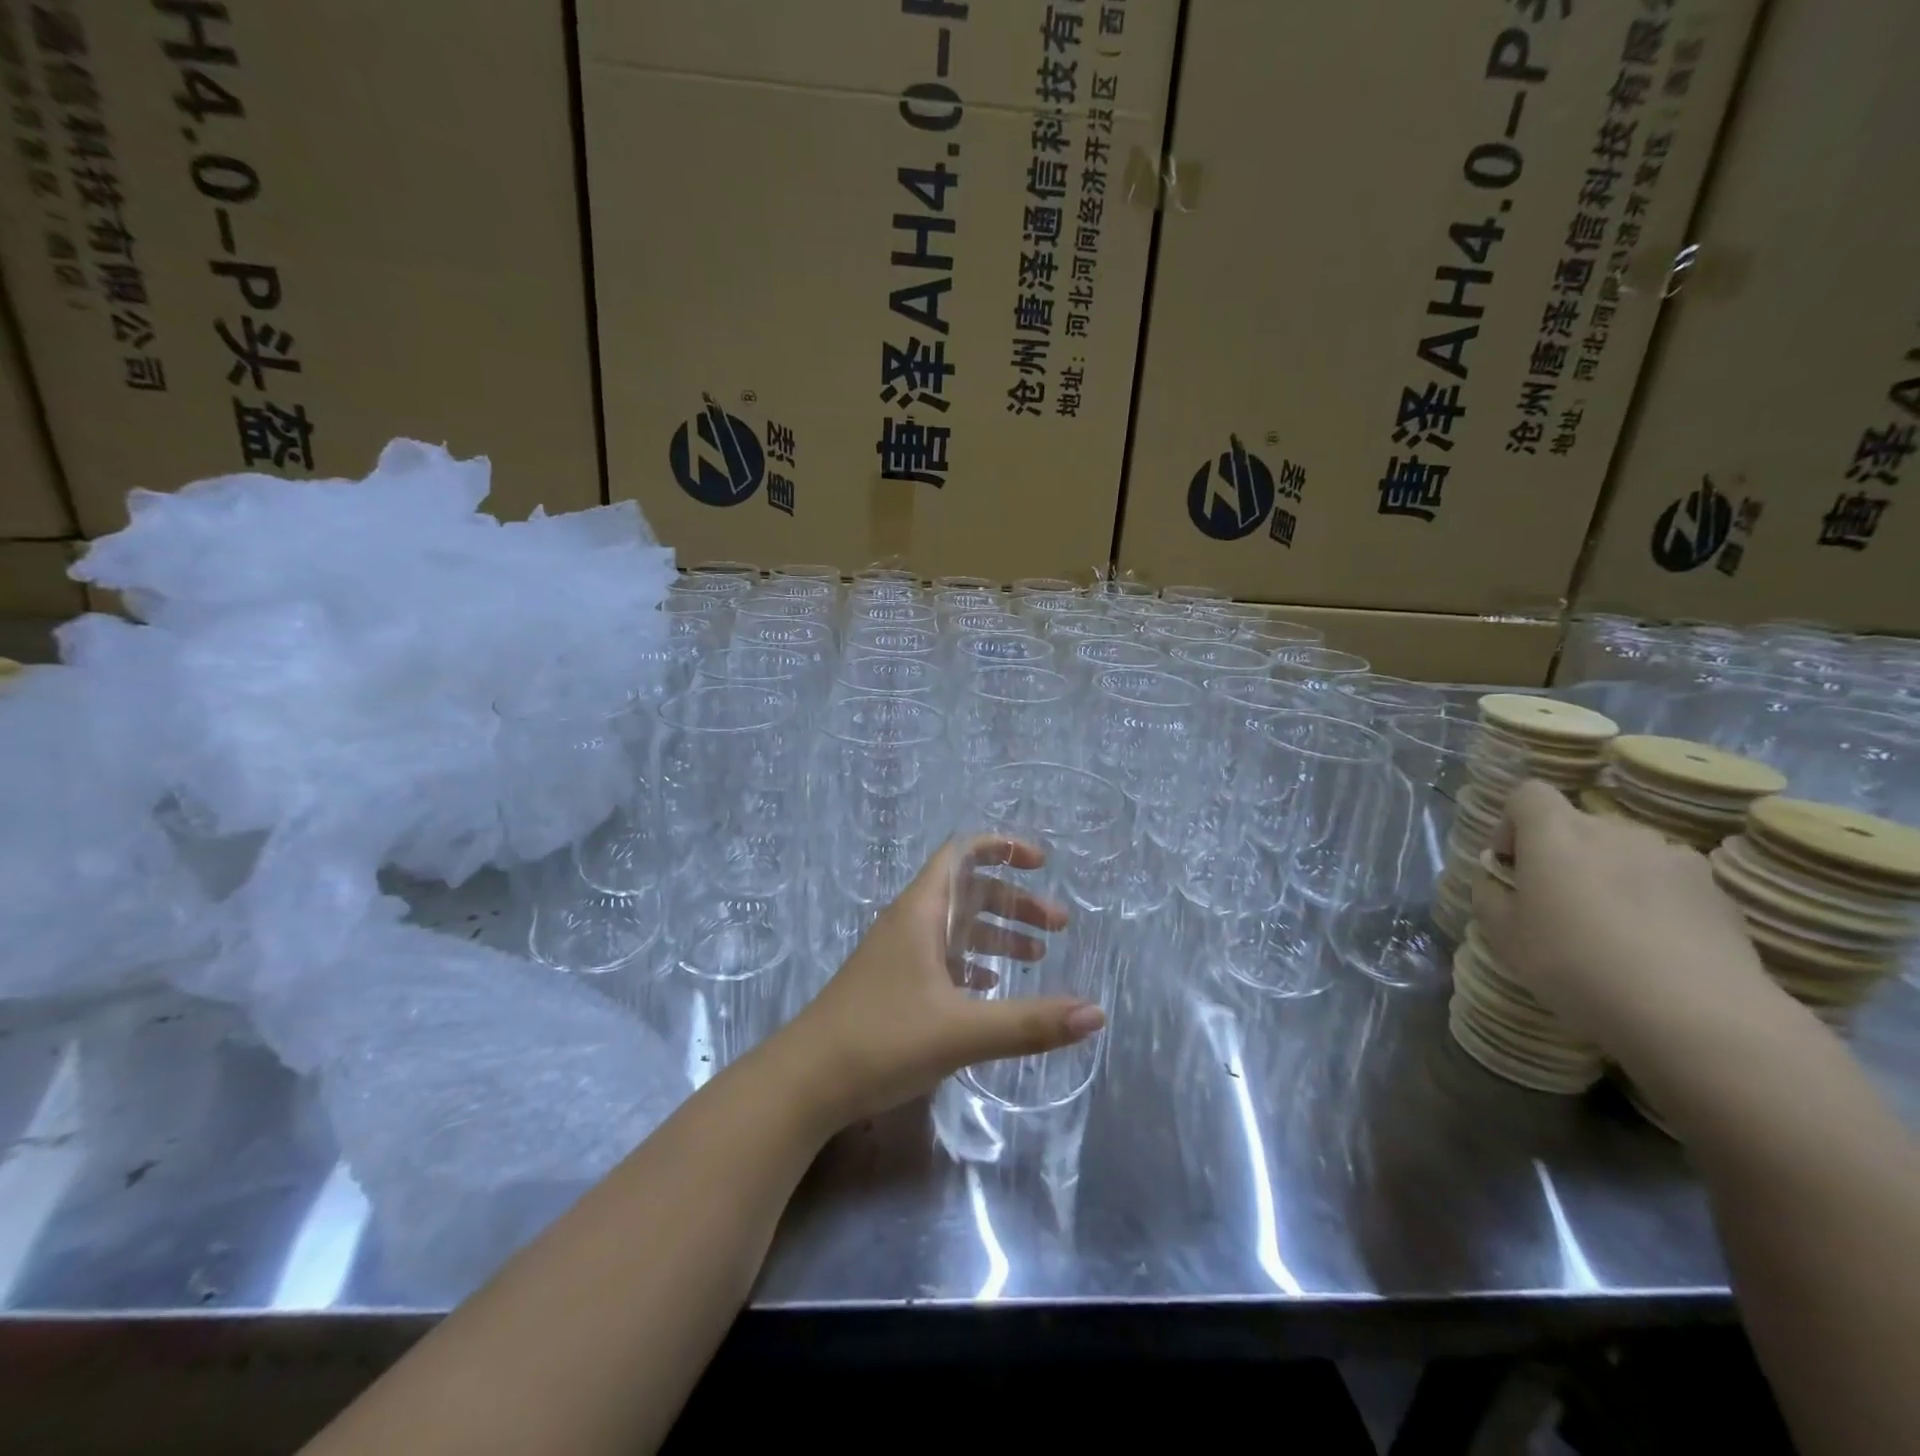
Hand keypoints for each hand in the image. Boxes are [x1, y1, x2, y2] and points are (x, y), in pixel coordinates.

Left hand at [788, 836, 1106, 1125]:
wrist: (805, 1082)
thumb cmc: (882, 1040)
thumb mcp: (962, 1031)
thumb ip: (1030, 1023)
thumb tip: (1096, 1013)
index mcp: (921, 912)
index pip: (962, 854)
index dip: (1002, 848)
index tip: (1042, 863)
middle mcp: (909, 923)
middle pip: (968, 892)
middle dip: (1014, 903)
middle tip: (1058, 927)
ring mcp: (897, 955)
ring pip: (956, 928)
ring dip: (996, 935)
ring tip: (1037, 957)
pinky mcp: (892, 986)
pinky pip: (941, 959)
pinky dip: (972, 964)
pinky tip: (991, 987)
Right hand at [1472, 779, 1775, 1058]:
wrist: (1693, 1013)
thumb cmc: (1574, 963)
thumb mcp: (1503, 935)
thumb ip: (1491, 895)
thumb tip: (1498, 880)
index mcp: (1555, 833)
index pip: (1529, 794)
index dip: (1513, 823)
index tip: (1512, 864)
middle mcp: (1614, 830)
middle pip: (1579, 825)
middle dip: (1563, 855)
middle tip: (1557, 905)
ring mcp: (1672, 857)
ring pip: (1625, 853)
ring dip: (1610, 876)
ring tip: (1612, 929)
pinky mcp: (1716, 891)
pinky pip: (1668, 882)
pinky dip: (1655, 901)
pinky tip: (1655, 946)